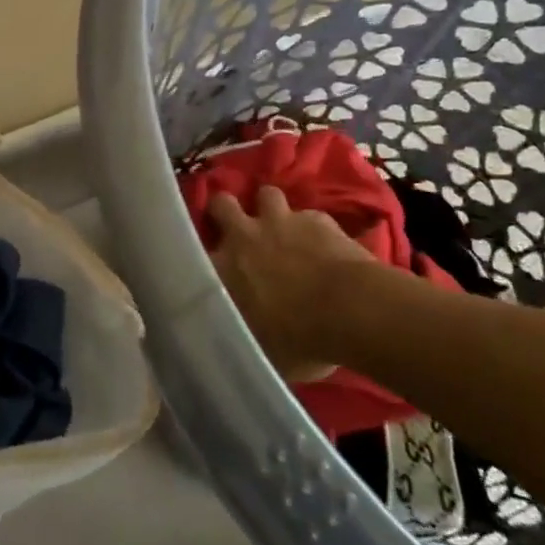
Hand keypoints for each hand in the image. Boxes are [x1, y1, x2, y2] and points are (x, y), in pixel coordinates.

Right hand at [207, 186, 372, 382]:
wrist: (353, 312)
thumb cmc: (300, 340)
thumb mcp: (257, 349)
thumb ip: (239, 332)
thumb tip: (231, 338)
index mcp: (220, 269)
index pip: (192, 249)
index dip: (199, 250)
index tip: (208, 260)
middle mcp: (243, 236)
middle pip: (222, 203)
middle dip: (227, 210)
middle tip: (238, 226)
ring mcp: (281, 222)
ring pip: (266, 194)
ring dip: (272, 209)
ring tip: (281, 226)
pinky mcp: (318, 219)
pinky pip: (310, 216)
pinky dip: (314, 228)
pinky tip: (324, 243)